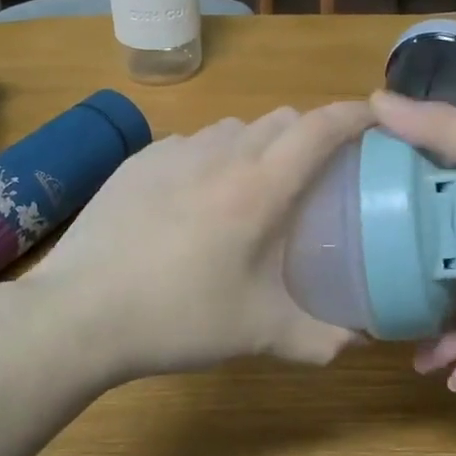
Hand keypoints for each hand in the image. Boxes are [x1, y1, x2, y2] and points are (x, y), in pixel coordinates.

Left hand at [25, 101, 375, 381]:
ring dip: (258, 144)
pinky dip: (211, 158)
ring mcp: (175, 151)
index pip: (321, 129)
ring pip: (235, 128)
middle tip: (315, 174)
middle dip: (309, 134)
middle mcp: (222, 154)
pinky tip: (195, 200)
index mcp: (260, 188)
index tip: (376, 120)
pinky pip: (192, 143)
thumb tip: (361, 339)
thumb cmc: (178, 318)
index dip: (355, 116)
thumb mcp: (259, 334)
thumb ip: (321, 338)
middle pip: (282, 119)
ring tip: (252, 188)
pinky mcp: (140, 159)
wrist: (80, 313)